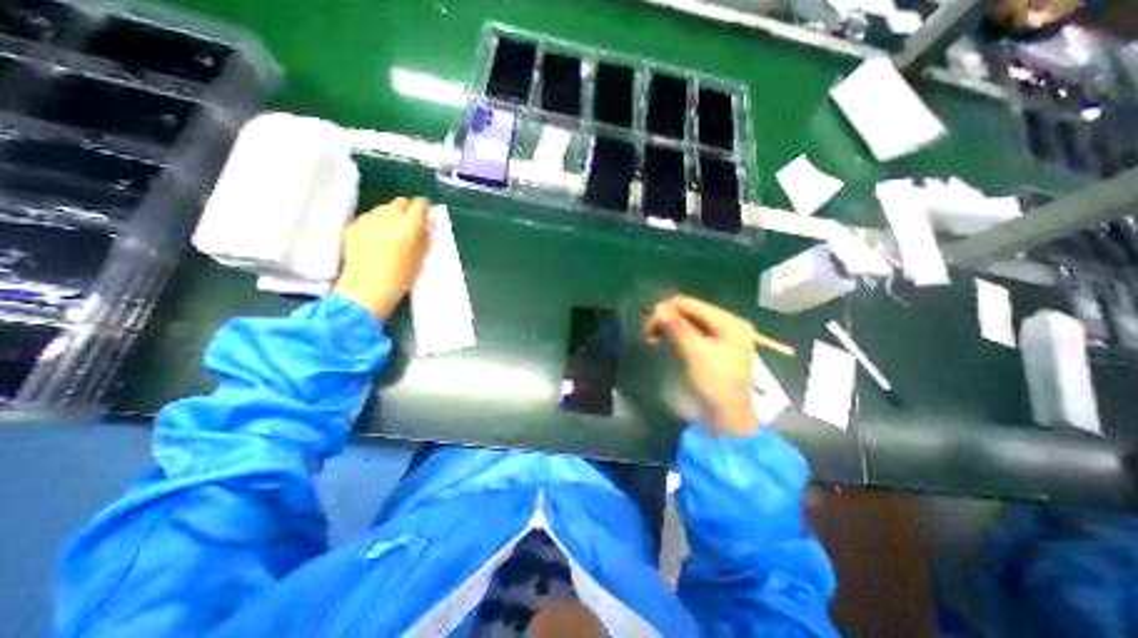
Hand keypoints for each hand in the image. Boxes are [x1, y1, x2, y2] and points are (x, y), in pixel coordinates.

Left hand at [335, 196, 432, 320]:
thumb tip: (427, 224)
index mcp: (410, 223)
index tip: (426, 216)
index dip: (425, 209)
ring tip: (392, 234)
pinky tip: (375, 240)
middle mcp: (389, 215)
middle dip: (407, 210)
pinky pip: (369, 218)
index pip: (421, 204)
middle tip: (410, 225)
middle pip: (401, 202)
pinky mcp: (353, 226)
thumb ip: (425, 237)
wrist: (368, 288)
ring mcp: (369, 219)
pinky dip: (375, 224)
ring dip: (390, 216)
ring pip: (383, 209)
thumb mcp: (421, 257)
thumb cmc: (401, 276)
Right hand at [649, 297, 753, 434]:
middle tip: (647, 331)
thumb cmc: (714, 382)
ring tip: (652, 336)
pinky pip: (692, 333)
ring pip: (690, 322)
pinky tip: (664, 339)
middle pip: (691, 311)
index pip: (692, 304)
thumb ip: (677, 327)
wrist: (728, 417)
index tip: (647, 323)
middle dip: (668, 317)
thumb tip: (657, 310)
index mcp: (730, 321)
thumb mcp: (695, 352)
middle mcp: (729, 324)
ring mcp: (723, 336)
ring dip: (670, 326)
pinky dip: (677, 334)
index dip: (667, 309)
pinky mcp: (715, 348)